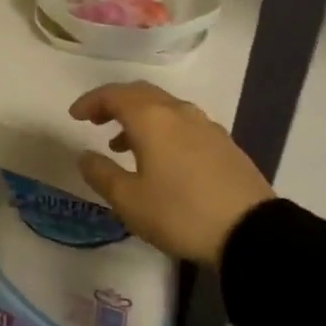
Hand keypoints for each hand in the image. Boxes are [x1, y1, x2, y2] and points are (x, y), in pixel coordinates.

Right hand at [69, 82, 274, 264]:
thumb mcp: (129, 201)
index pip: (114, 95)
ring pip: (163, 108)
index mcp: (151, 118)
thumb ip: (101, 174)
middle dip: (114, 103)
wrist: (250, 231)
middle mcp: (178, 111)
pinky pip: (182, 122)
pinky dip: (162, 129)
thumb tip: (85, 155)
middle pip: (140, 94)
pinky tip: (160, 157)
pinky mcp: (223, 143)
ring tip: (122, 145)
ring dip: (139, 117)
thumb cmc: (180, 213)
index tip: (75, 116)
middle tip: (96, 120)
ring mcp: (205, 125)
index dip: (91, 102)